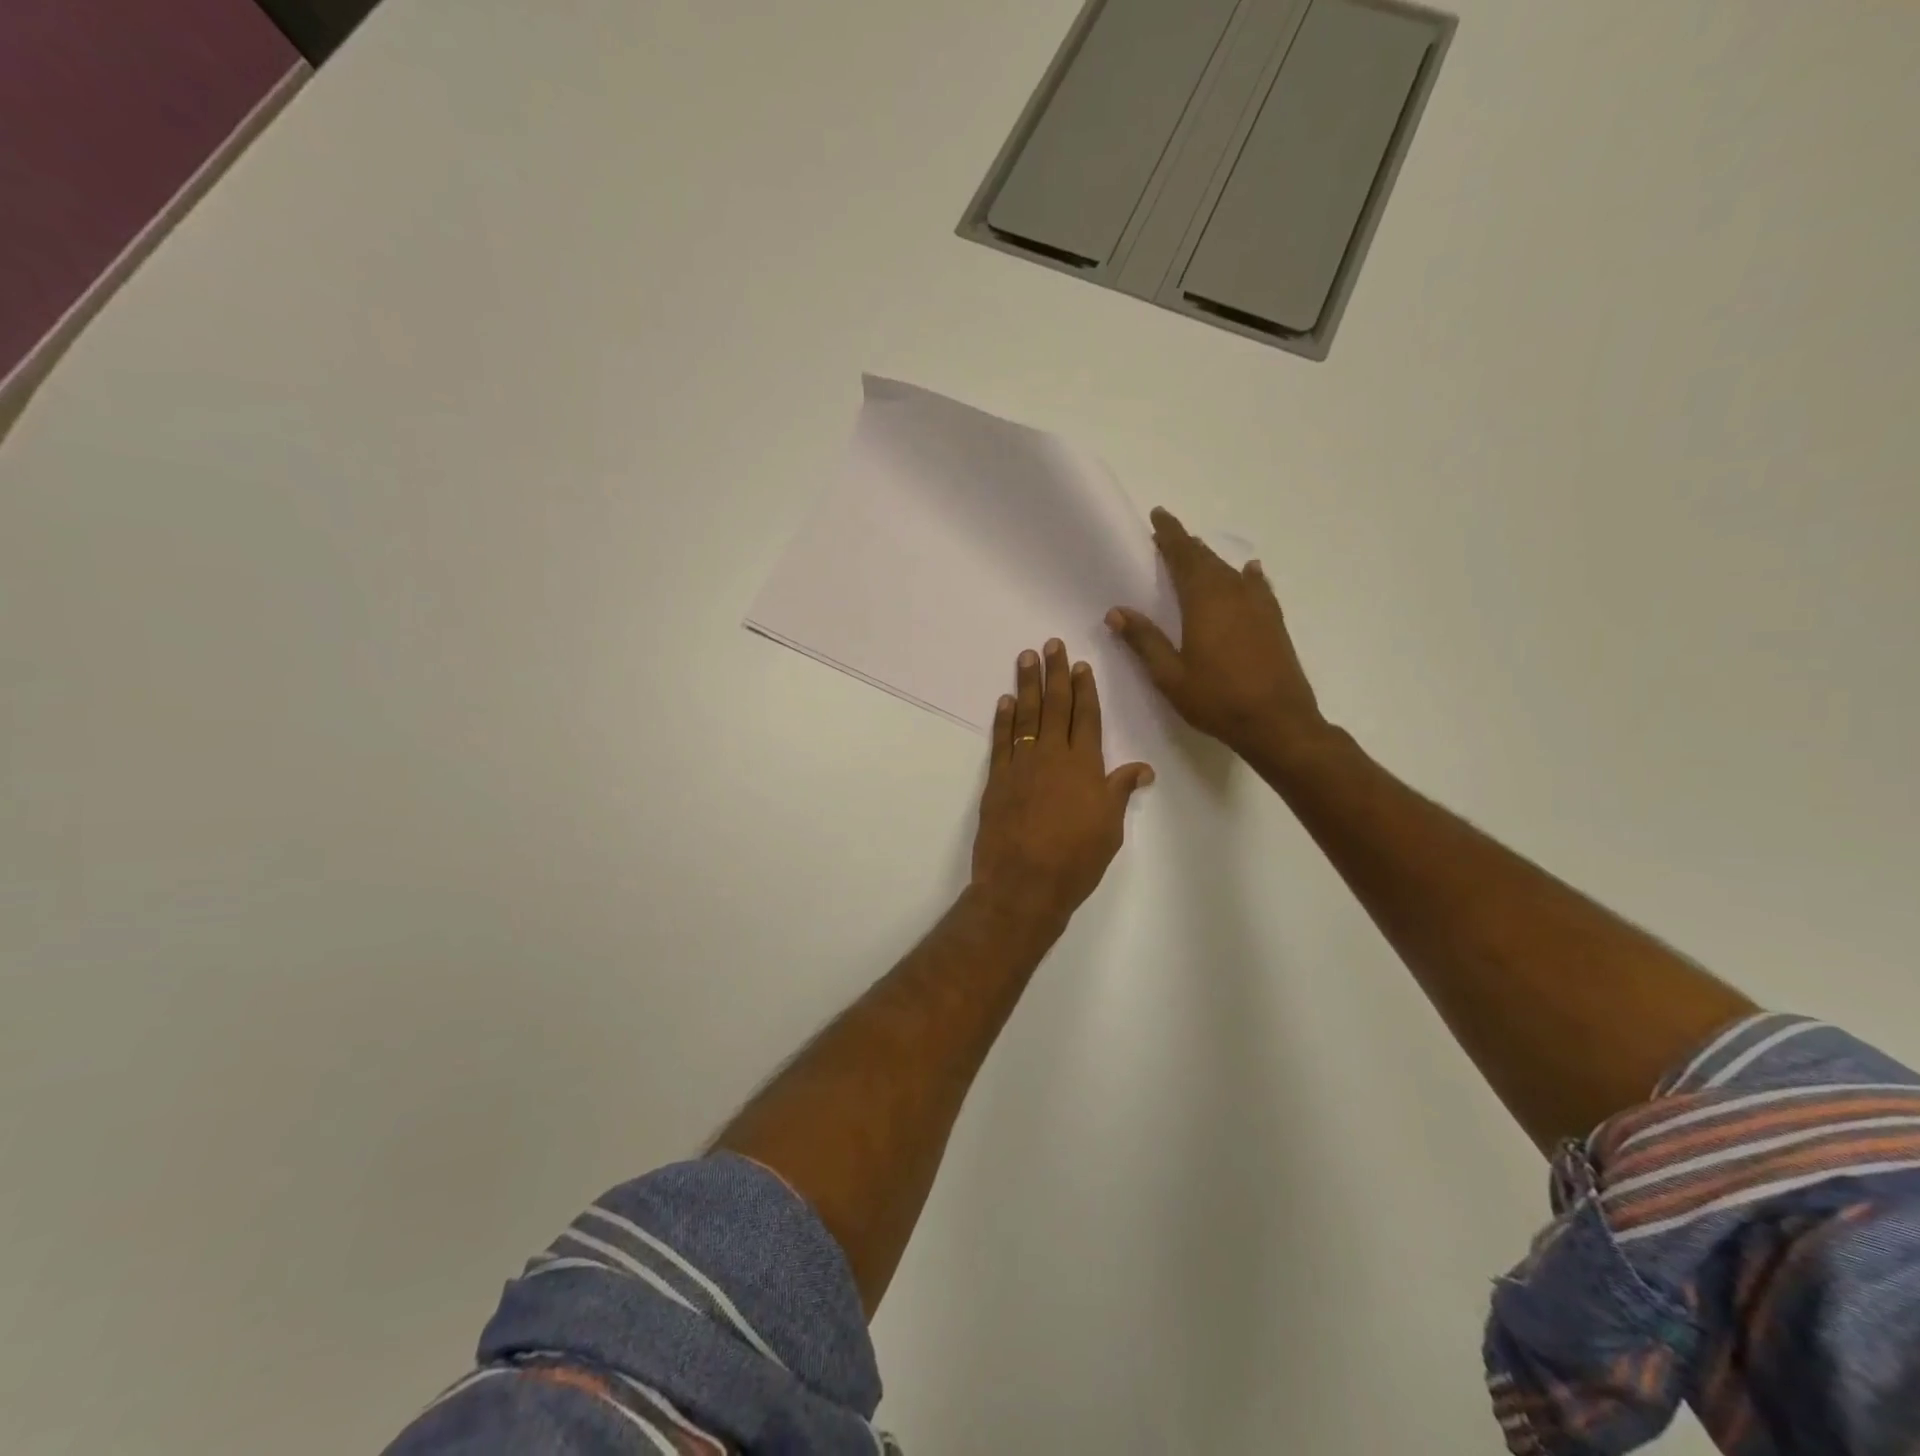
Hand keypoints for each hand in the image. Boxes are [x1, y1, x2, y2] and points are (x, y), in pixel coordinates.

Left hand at [971, 641, 1154, 923]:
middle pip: (1056, 706)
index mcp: (1085, 766)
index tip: (1081, 665)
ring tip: (1026, 658)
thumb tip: (1142, 768)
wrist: (1024, 883)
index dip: (1085, 690)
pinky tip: (1005, 701)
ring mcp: (1022, 765)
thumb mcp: (1109, 828)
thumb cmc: (1075, 860)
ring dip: (1027, 685)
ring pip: (1026, 715)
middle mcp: (1053, 756)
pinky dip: (1003, 719)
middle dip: (1055, 673)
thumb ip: (1119, 792)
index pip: (1087, 717)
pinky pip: (1001, 740)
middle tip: (1051, 645)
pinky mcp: (997, 779)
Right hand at [1107, 507, 1326, 758]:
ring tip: (1197, 554)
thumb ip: (1144, 641)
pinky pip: (1257, 587)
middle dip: (1187, 544)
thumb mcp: (1170, 675)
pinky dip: (1247, 576)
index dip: (1170, 535)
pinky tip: (1249, 572)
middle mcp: (1233, 594)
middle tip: (1168, 536)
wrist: (1278, 722)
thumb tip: (1116, 611)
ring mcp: (1258, 607)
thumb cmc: (1217, 699)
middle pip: (1207, 559)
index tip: (1158, 515)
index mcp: (1204, 601)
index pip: (1184, 556)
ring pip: (1230, 571)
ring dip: (1211, 560)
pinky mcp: (1273, 622)